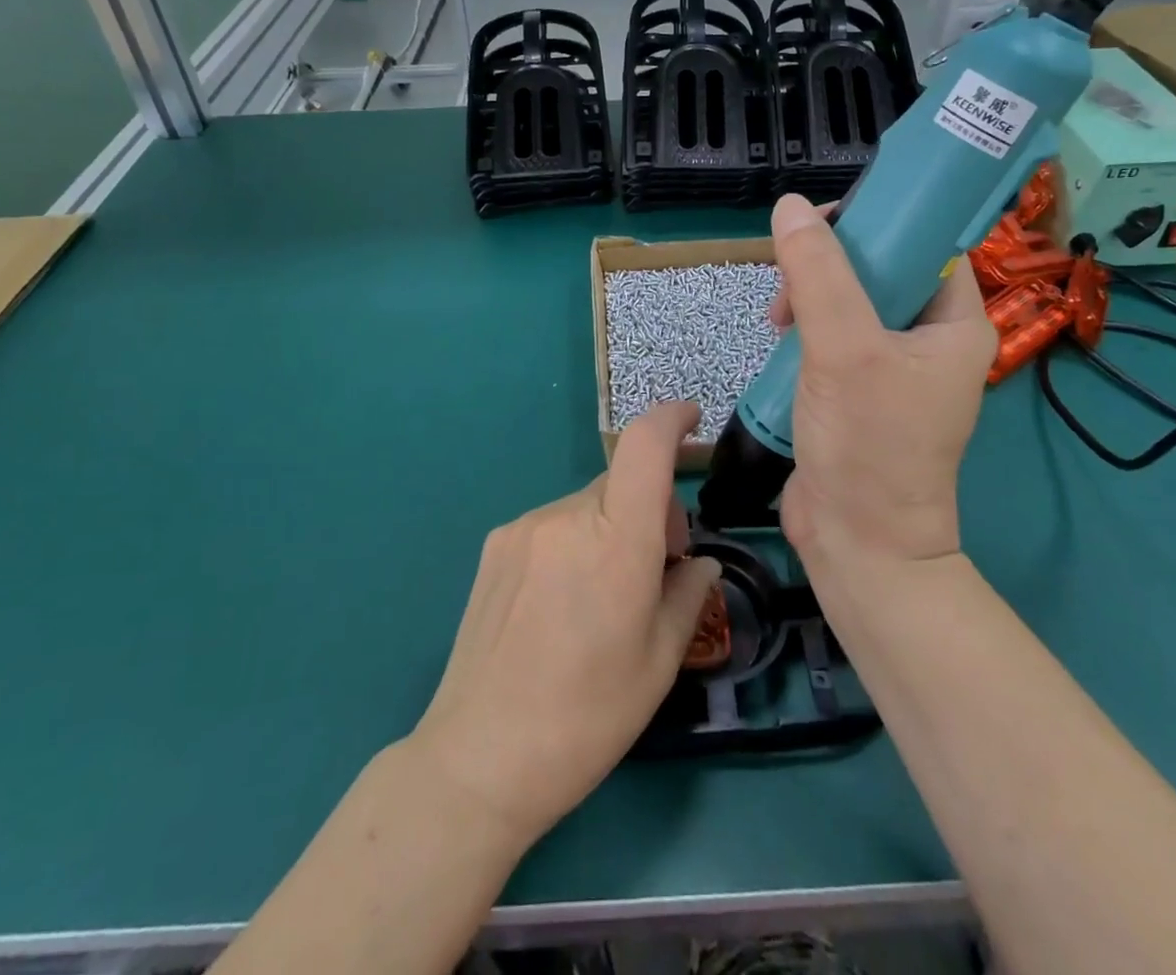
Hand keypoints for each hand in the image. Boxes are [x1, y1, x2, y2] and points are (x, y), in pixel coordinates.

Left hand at [407, 402, 721, 848]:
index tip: (692, 420)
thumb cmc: (587, 716)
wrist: (479, 757)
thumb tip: (696, 563)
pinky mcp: (496, 544)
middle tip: (656, 569)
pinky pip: (553, 525)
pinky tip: (560, 603)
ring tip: (602, 597)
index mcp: (617, 540)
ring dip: (609, 528)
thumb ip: (688, 594)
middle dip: (650, 508)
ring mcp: (525, 527)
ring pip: (587, 505)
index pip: (645, 445)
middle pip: (622, 482)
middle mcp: (568, 516)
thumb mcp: (660, 661)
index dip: (671, 418)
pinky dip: (574, 542)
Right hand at [767, 194, 995, 564]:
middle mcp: (931, 339)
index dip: (877, 221)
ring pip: (849, 300)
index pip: (924, 243)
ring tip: (777, 320)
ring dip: (810, 298)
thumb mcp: (844, 350)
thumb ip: (818, 275)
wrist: (857, 543)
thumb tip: (791, 206)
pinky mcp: (859, 389)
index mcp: (956, 322)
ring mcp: (894, 366)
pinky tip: (779, 341)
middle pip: (879, 269)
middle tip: (789, 283)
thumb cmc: (868, 444)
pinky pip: (832, 335)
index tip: (822, 223)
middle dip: (828, 266)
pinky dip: (805, 330)